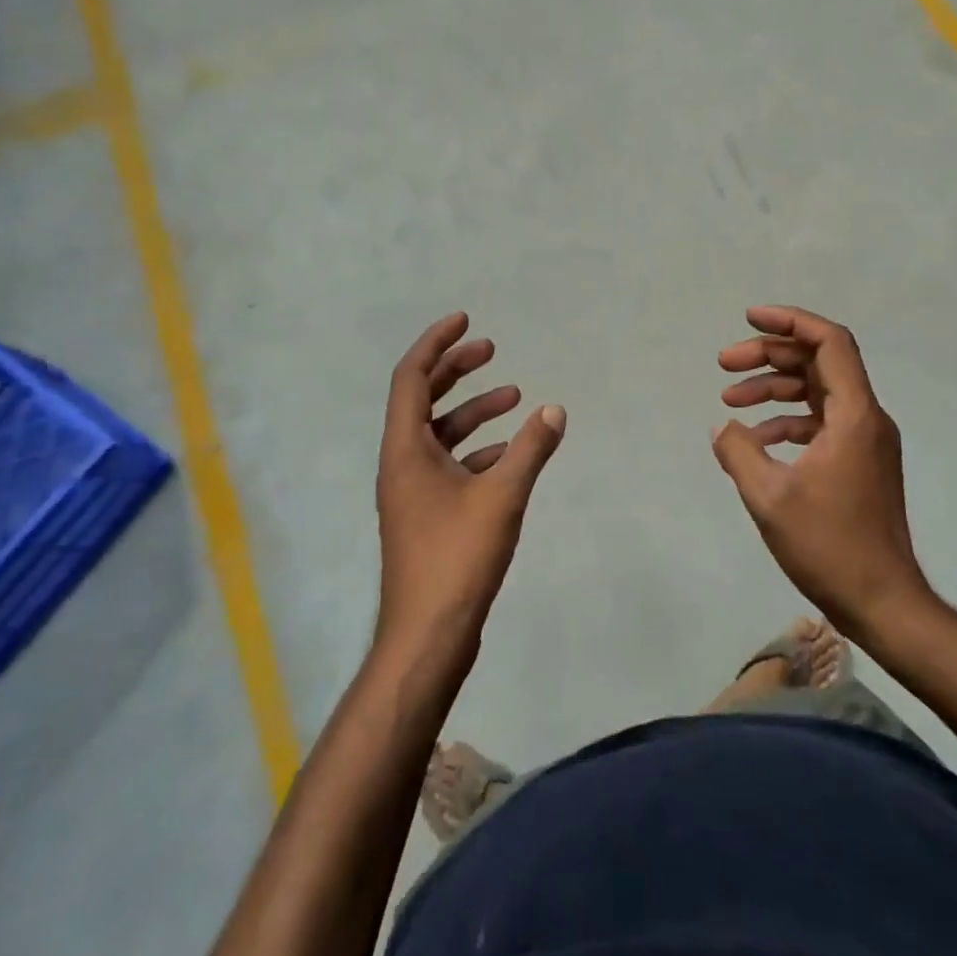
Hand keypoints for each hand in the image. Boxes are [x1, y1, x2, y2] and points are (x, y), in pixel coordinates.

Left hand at [374, 312, 565, 660]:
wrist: (428, 635)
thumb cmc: (457, 558)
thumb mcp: (502, 496)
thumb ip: (530, 449)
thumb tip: (554, 410)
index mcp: (405, 449)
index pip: (411, 377)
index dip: (437, 343)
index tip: (465, 320)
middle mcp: (401, 463)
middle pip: (423, 399)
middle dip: (456, 370)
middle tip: (491, 348)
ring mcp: (412, 491)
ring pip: (440, 434)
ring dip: (473, 411)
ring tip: (514, 396)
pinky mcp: (427, 515)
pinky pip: (450, 465)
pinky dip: (477, 449)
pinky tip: (510, 453)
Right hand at [712, 305, 931, 635]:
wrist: (883, 603)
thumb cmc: (829, 546)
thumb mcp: (769, 497)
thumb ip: (738, 451)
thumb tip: (723, 426)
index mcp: (854, 415)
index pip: (829, 342)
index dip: (789, 321)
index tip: (749, 319)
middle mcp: (866, 418)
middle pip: (819, 362)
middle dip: (770, 355)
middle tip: (724, 363)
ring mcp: (865, 441)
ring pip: (817, 392)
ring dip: (774, 388)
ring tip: (729, 400)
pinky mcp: (859, 463)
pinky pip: (820, 423)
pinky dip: (787, 420)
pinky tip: (756, 439)